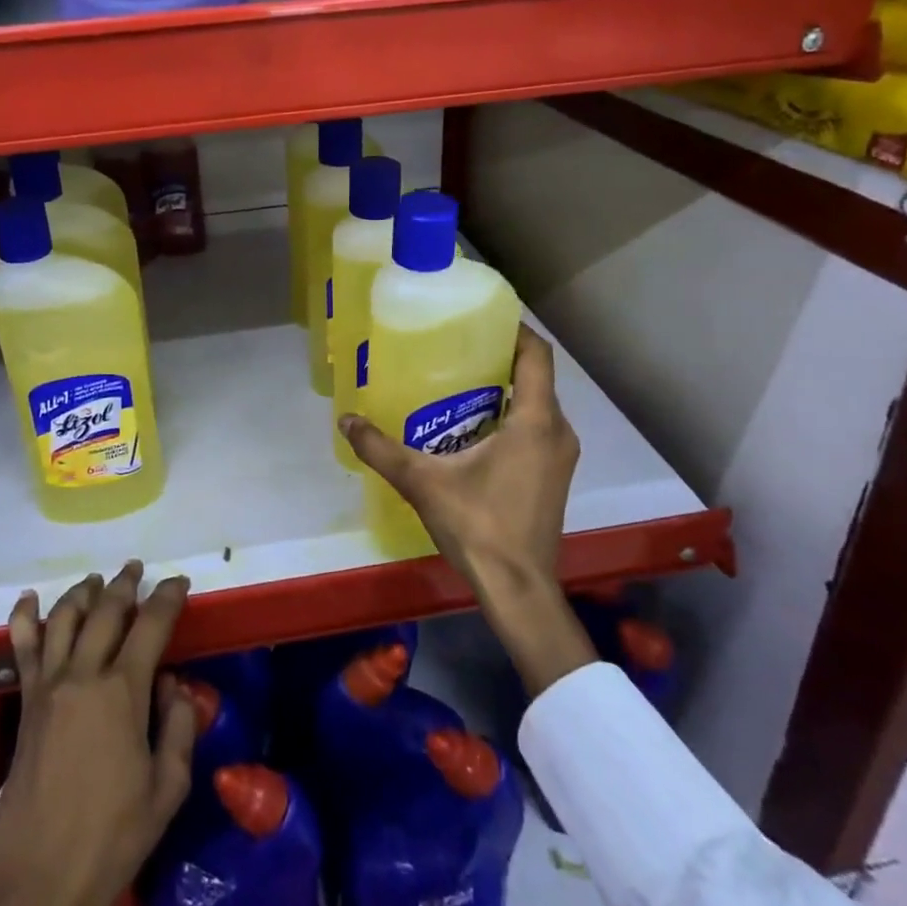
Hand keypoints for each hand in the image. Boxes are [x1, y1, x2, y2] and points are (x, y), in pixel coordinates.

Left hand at [0, 563, 196, 905]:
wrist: (41, 883)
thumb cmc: (114, 838)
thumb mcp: (168, 789)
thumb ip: (179, 727)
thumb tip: (173, 685)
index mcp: (123, 692)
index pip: (151, 624)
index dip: (168, 597)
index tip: (180, 583)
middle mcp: (84, 675)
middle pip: (106, 610)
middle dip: (125, 584)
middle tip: (137, 569)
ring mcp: (48, 686)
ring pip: (64, 618)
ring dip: (84, 592)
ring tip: (97, 580)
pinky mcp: (25, 703)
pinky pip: (22, 648)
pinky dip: (25, 617)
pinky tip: (29, 599)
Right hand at [340, 324, 598, 695]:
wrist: (518, 588)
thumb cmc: (479, 526)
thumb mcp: (423, 482)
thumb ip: (381, 449)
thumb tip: (346, 420)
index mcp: (536, 421)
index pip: (536, 354)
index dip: (514, 329)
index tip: (482, 316)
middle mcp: (557, 431)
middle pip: (536, 376)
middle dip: (500, 357)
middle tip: (456, 346)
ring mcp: (560, 456)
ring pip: (537, 404)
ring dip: (505, 388)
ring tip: (459, 380)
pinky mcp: (554, 475)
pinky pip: (537, 428)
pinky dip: (511, 415)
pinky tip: (473, 425)